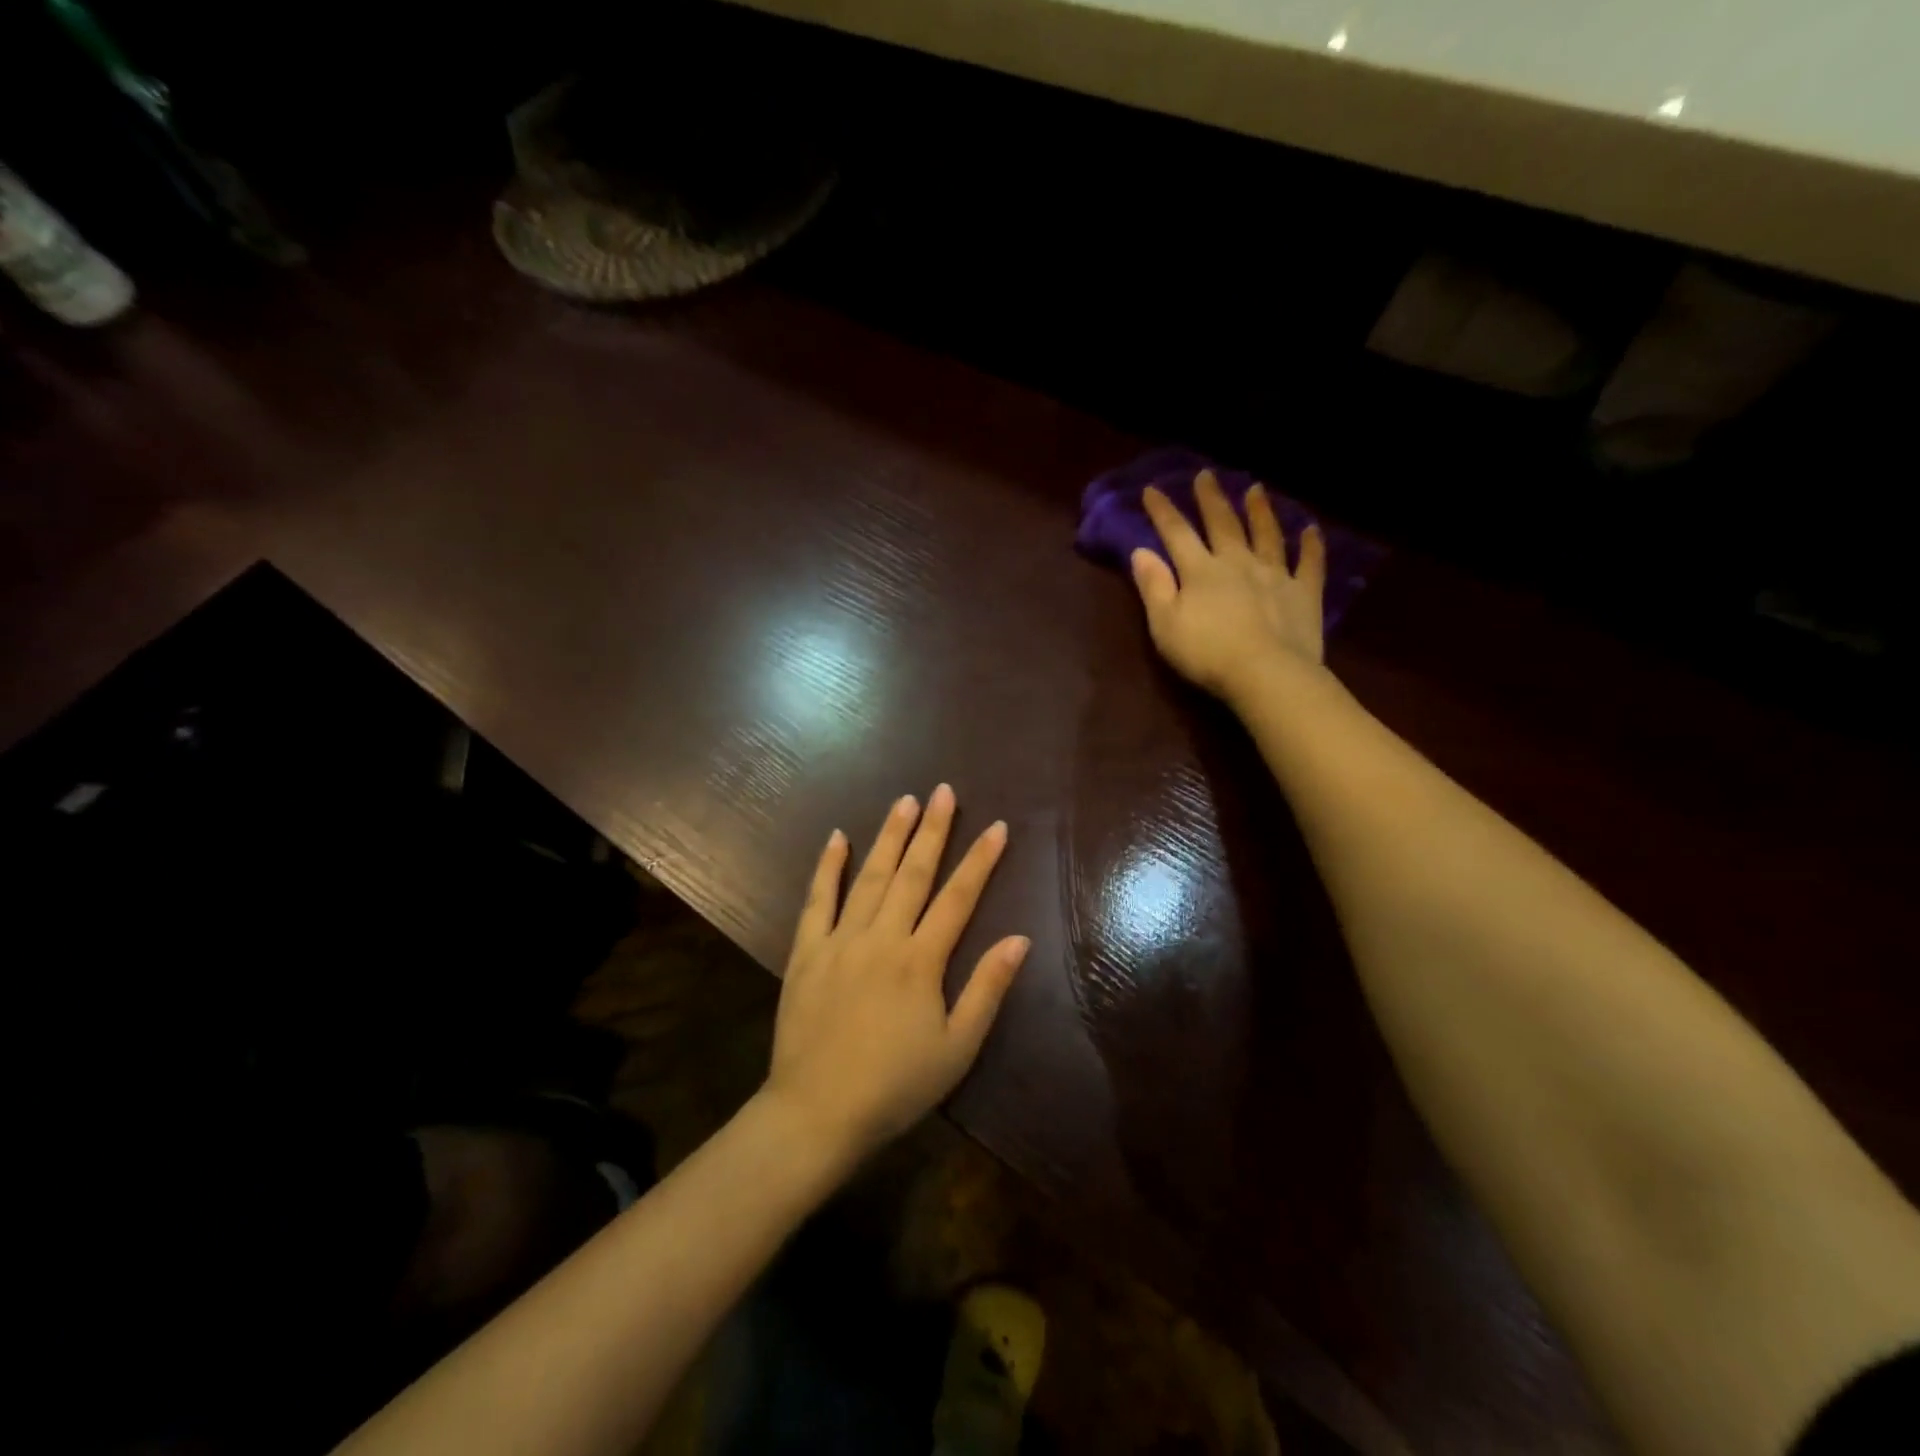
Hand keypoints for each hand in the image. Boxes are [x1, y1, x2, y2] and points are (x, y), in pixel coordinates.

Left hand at [764, 785, 1030, 1161]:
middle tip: (944, 791)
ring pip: (869, 877)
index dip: (980, 860)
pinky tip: (837, 838)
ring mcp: (840, 941)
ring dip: (889, 837)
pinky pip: (816, 901)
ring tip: (904, 802)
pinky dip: (827, 867)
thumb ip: (987, 989)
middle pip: (913, 874)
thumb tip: (1019, 939)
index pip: (958, 898)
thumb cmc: (895, 1086)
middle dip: (933, 830)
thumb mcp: (956, 1049)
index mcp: (921, 961)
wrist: (816, 1113)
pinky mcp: (806, 952)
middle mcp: (882, 938)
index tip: (997, 826)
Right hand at [1130, 470, 1326, 701]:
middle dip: (1211, 499)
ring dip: (1260, 511)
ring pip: (1267, 534)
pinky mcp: (1304, 593)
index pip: (1177, 533)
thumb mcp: (1164, 624)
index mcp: (1201, 571)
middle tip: (1206, 475)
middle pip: (1223, 524)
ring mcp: (1275, 575)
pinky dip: (1311, 545)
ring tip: (1255, 489)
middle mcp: (1238, 562)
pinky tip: (1312, 529)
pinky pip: (1309, 563)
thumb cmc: (1206, 653)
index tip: (1152, 489)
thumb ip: (1154, 586)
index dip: (1163, 511)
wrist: (1265, 674)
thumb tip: (1141, 551)